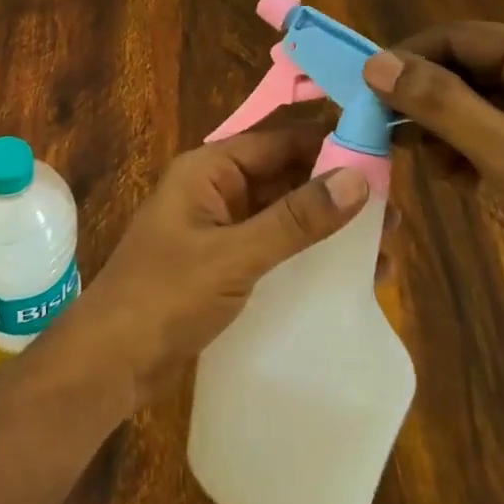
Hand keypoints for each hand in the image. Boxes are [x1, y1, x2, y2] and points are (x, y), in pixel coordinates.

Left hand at [52, 125, 370, 405]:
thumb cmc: (164, 297)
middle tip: (395, 211)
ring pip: (284, 213)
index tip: (385, 154)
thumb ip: (295, 219)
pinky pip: (275, 246)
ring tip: (386, 245)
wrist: (109, 363)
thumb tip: (360, 177)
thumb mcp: (234, 256)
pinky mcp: (225, 264)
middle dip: (337, 189)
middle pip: (285, 175)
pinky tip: (350, 273)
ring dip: (329, 225)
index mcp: (208, 169)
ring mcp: (220, 228)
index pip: (279, 140)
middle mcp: (215, 189)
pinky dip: (309, 253)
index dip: (331, 143)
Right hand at [362, 24, 503, 305]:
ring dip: (446, 131)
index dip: (404, 60)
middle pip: (463, 68)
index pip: (455, 37)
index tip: (361, 94)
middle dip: (426, 102)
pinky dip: (470, 150)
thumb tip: (374, 63)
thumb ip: (439, 103)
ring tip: (436, 170)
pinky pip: (495, 128)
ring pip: (474, 101)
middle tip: (385, 138)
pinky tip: (464, 182)